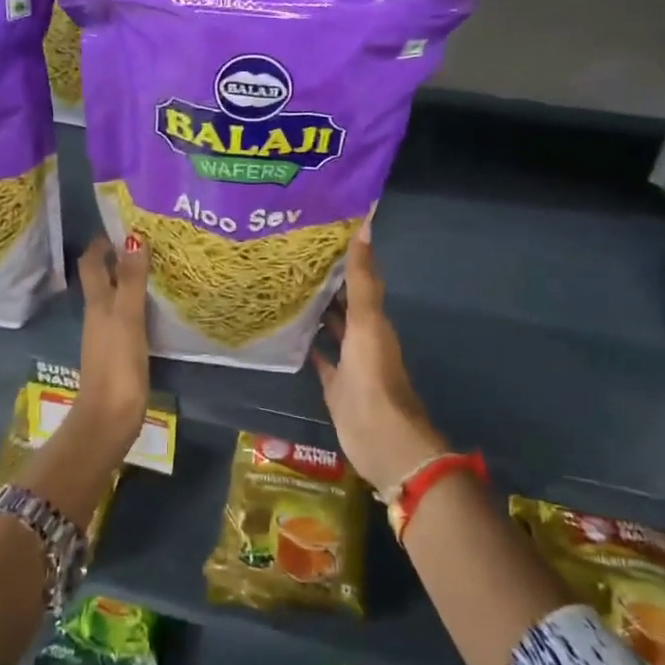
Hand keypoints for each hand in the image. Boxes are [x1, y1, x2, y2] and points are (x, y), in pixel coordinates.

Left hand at [74, 233, 150, 439]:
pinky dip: (137, 304)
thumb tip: (133, 237)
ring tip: (157, 267)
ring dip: (129, 280)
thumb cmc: (117, 364)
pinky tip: (156, 306)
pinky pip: (127, 317)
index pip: (92, 263)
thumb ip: (130, 280)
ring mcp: (108, 335)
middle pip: (102, 279)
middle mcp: (98, 315)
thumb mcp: (126, 317)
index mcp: (97, 303)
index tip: (124, 224)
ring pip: (114, 297)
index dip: (102, 243)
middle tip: (146, 242)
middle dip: (117, 258)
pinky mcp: (120, 353)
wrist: (110, 417)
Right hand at [312, 225, 445, 490]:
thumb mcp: (366, 322)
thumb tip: (366, 227)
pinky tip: (287, 332)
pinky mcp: (334, 384)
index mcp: (373, 319)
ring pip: (331, 328)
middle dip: (325, 282)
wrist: (380, 437)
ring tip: (284, 287)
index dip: (344, 258)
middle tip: (291, 257)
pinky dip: (307, 344)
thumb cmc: (374, 375)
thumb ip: (363, 280)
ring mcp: (348, 361)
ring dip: (315, 310)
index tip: (317, 234)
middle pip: (343, 302)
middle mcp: (362, 335)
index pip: (359, 280)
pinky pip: (319, 358)